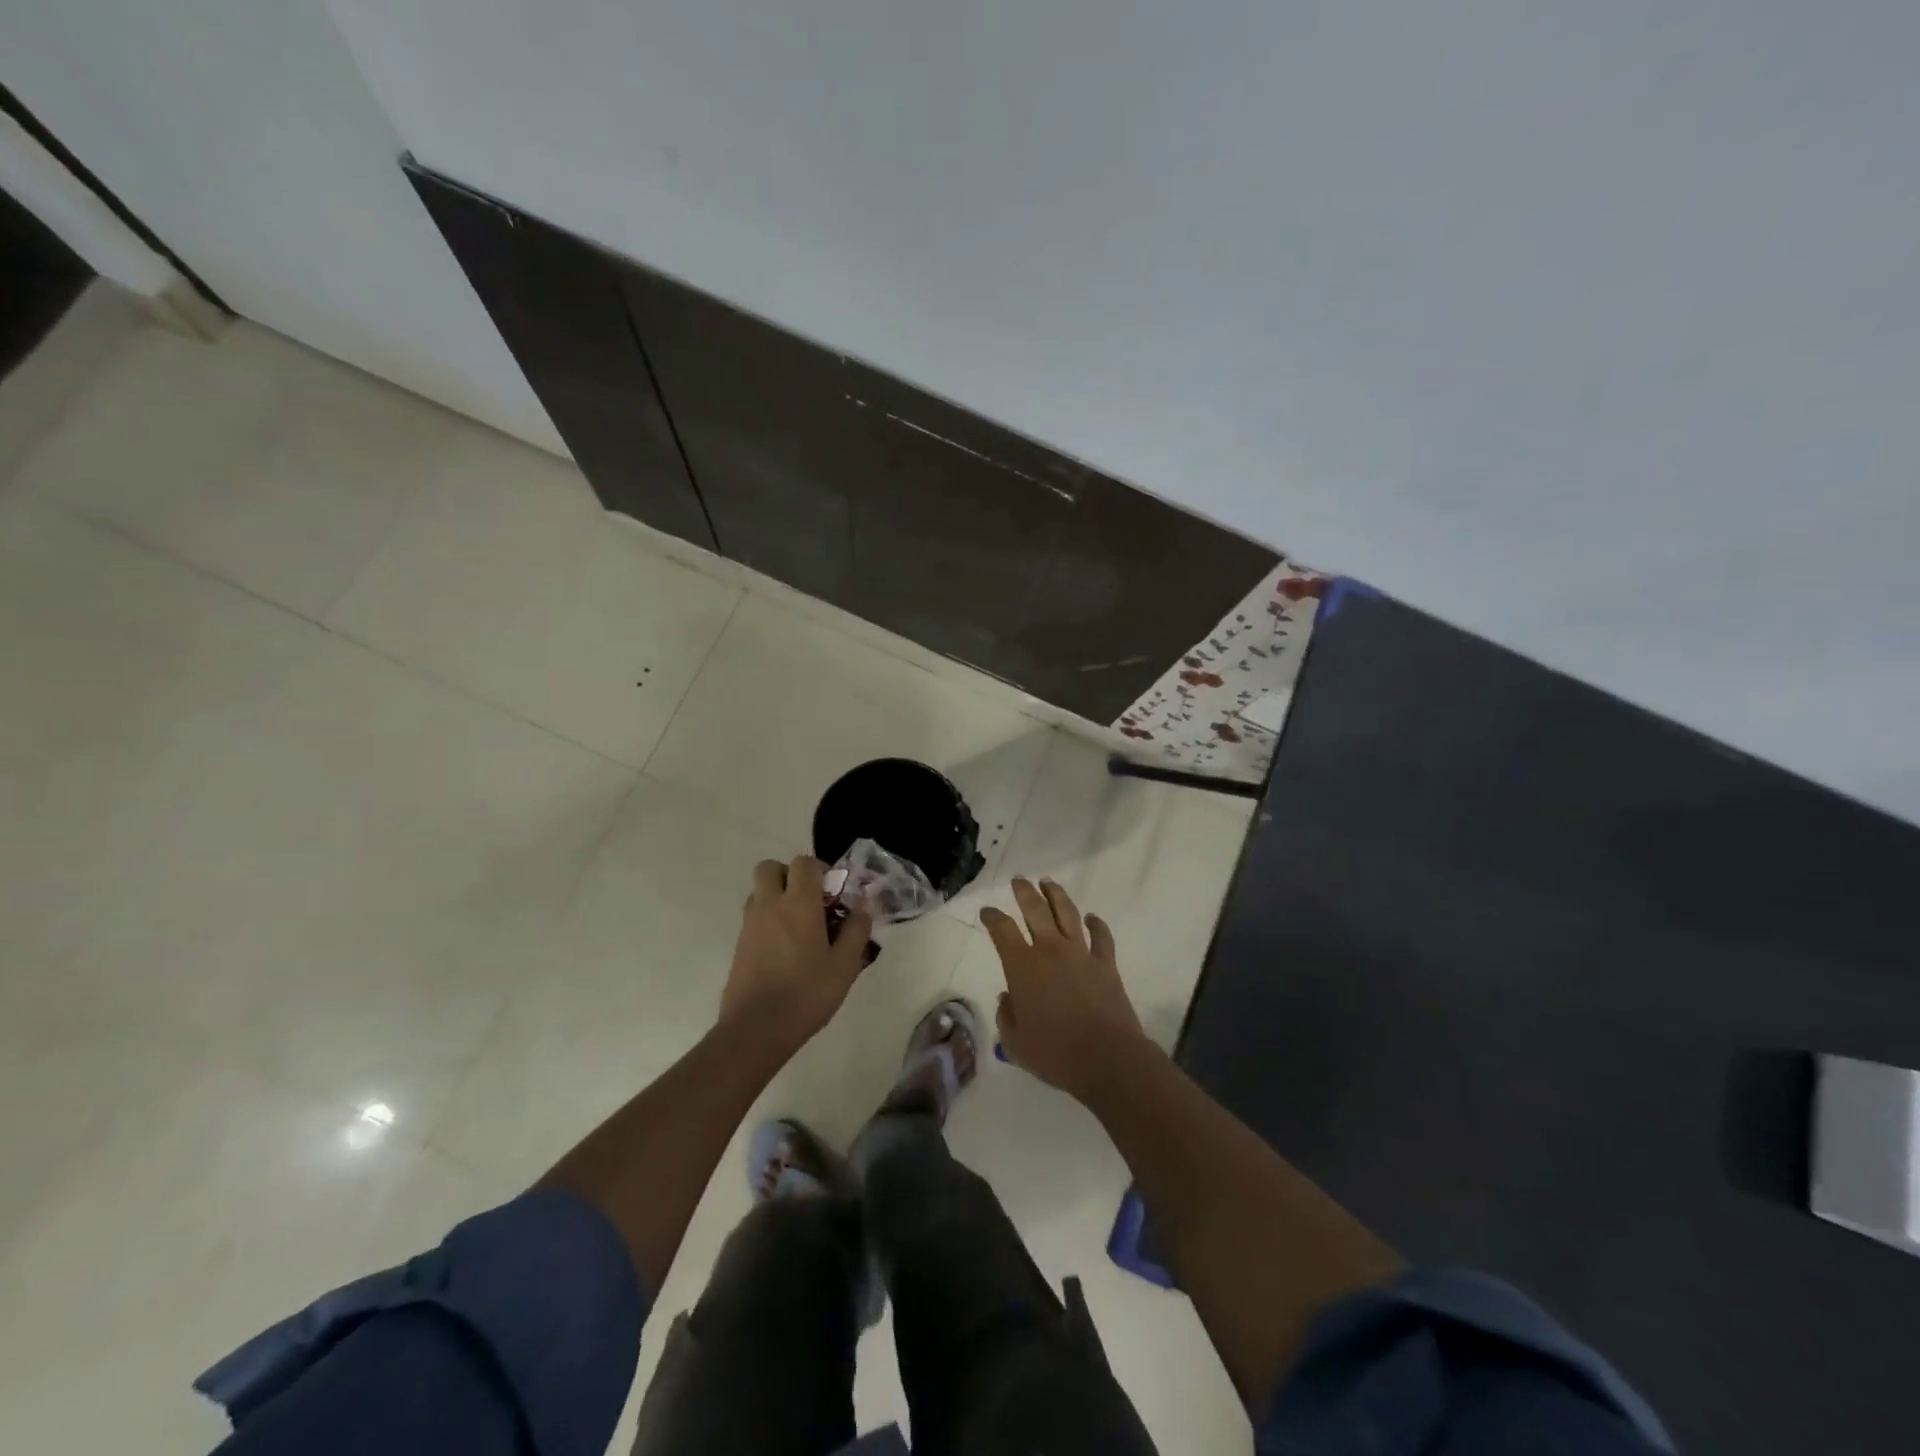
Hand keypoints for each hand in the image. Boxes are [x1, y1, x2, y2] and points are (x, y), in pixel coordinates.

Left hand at [721, 856, 873, 1050]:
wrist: (756, 1029)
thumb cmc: (807, 993)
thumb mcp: (845, 964)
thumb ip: (857, 929)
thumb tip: (865, 903)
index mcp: (798, 903)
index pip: (804, 863)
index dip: (820, 869)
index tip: (834, 893)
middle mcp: (769, 905)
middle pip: (770, 868)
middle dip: (790, 875)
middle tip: (811, 901)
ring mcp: (750, 925)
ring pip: (759, 891)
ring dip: (777, 896)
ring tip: (799, 926)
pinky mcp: (739, 945)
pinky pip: (753, 916)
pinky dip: (768, 919)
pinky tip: (785, 949)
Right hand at [982, 877, 1150, 1102]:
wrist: (1106, 1058)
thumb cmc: (1054, 1053)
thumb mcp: (1014, 1043)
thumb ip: (1006, 1016)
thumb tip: (1008, 998)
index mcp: (1022, 966)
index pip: (1002, 930)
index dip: (992, 917)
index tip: (987, 912)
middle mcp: (1050, 950)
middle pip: (1035, 909)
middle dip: (1024, 892)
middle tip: (1019, 880)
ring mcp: (1081, 953)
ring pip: (1067, 913)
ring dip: (1056, 895)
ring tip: (1048, 883)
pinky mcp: (1106, 964)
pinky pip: (1102, 936)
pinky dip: (1097, 924)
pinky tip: (1092, 917)